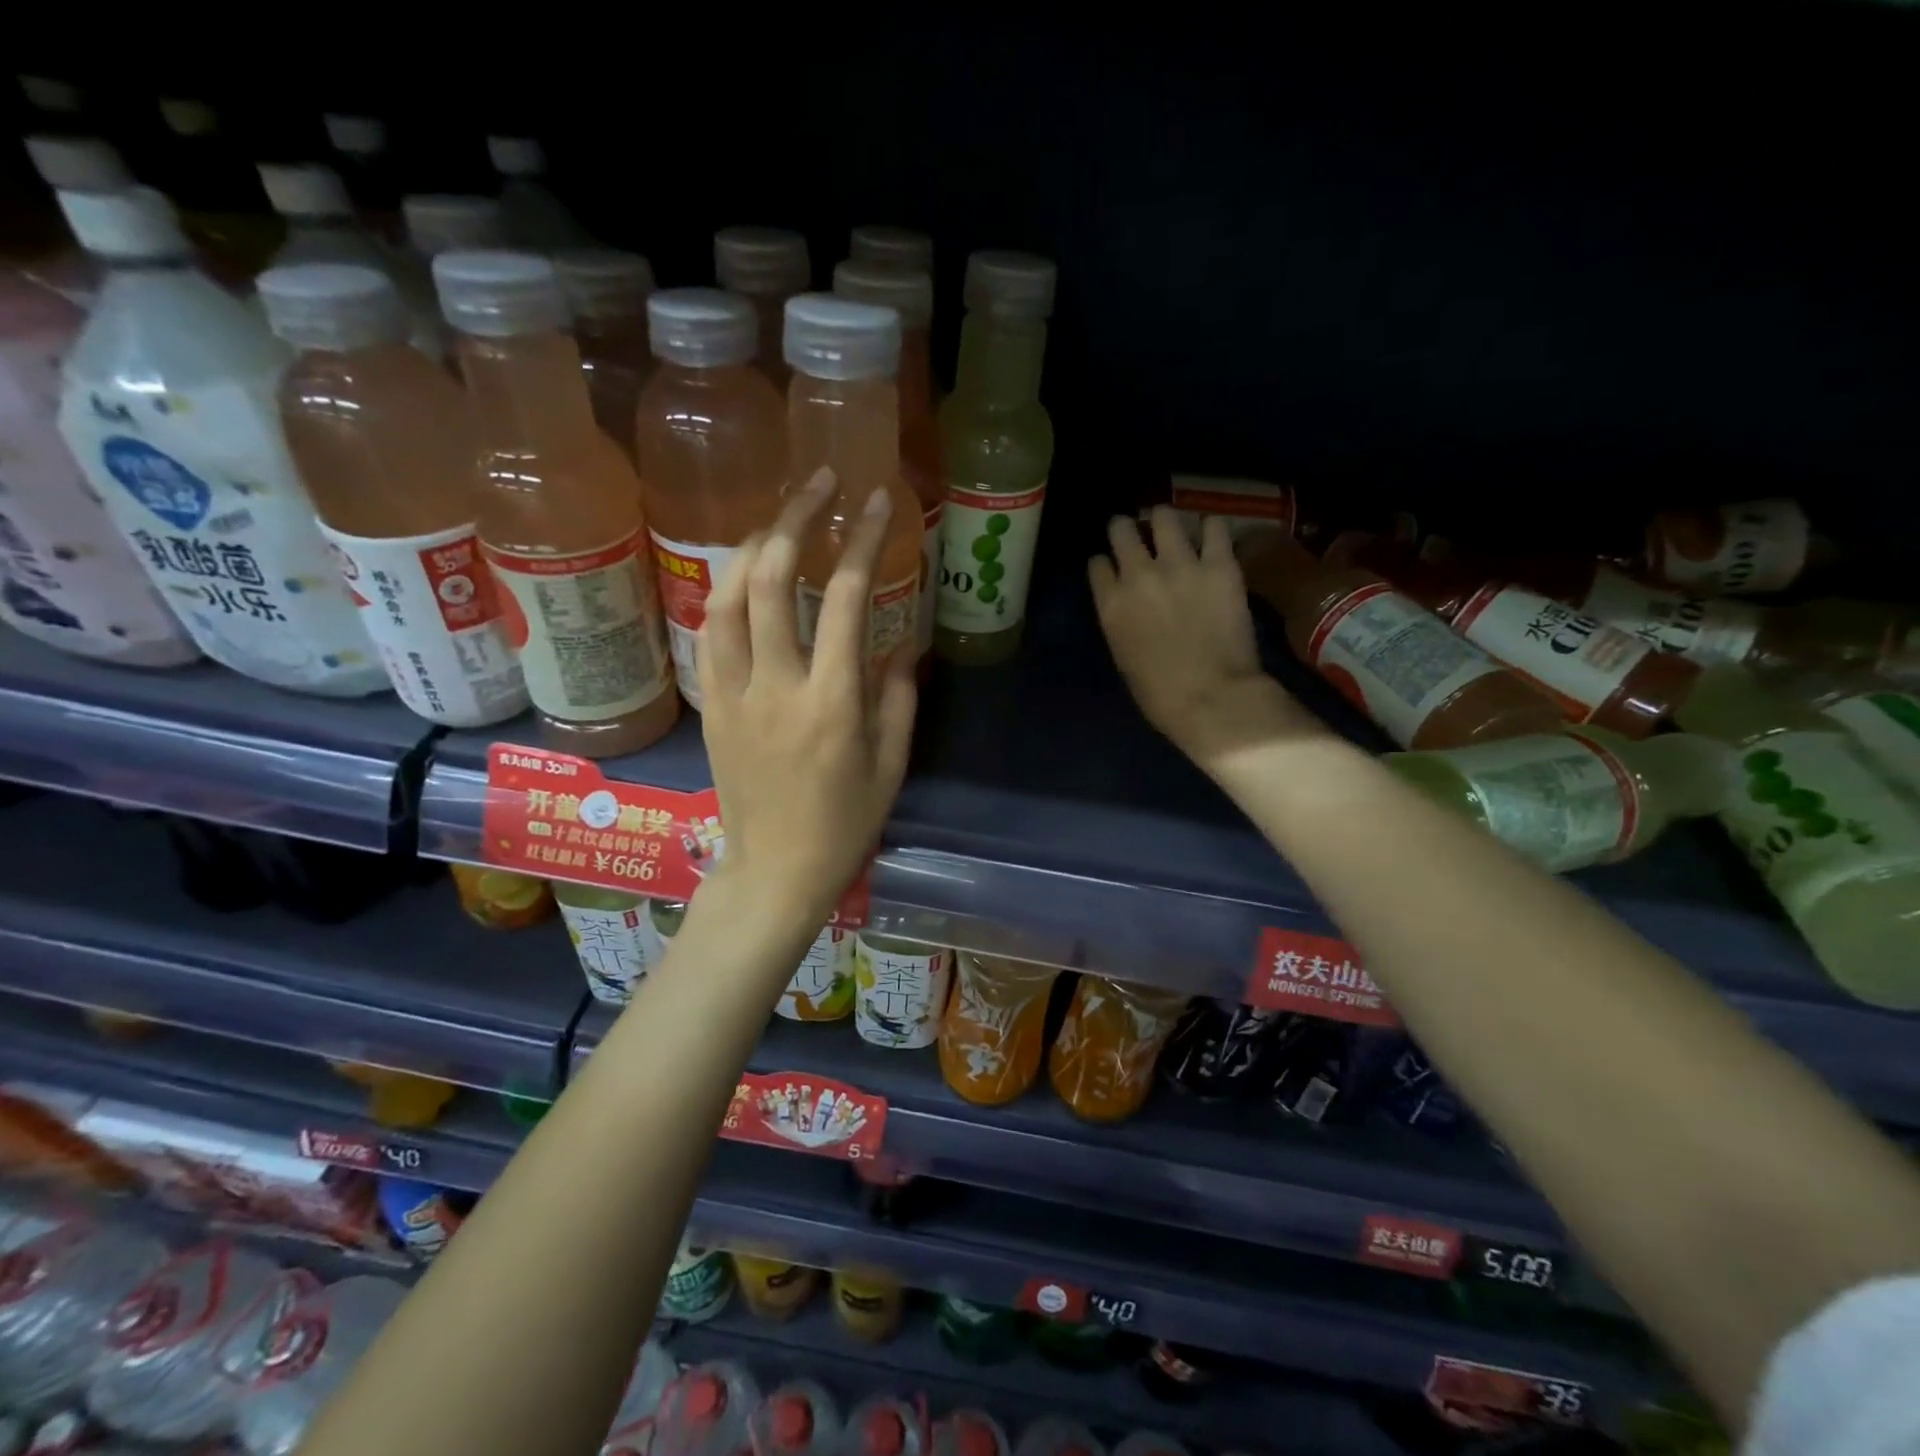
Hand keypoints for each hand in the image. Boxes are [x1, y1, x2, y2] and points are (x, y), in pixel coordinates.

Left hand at [698, 468, 916, 922]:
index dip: (861, 541)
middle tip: (817, 483)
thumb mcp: (892, 764)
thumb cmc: (844, 823)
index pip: (843, 599)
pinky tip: (745, 579)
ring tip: (778, 522)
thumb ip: (898, 695)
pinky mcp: (708, 705)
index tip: (875, 501)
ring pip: (724, 597)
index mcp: (831, 702)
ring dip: (750, 546)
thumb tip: (902, 642)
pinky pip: (709, 633)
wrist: (774, 871)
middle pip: (769, 579)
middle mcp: (775, 686)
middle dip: (794, 518)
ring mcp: (732, 693)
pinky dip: (727, 593)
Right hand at [1089, 508, 1319, 770]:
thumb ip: (1121, 621)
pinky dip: (1210, 528)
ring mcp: (1180, 564)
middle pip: (1122, 529)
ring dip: (1165, 521)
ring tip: (1174, 528)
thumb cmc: (1160, 693)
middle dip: (1127, 529)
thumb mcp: (1123, 656)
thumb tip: (1129, 606)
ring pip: (1165, 516)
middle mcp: (1139, 574)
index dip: (1105, 562)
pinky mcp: (1220, 564)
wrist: (1212, 697)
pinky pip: (1214, 526)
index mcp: (1111, 604)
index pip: (1097, 563)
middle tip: (1138, 534)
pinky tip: (1211, 536)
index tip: (1113, 567)